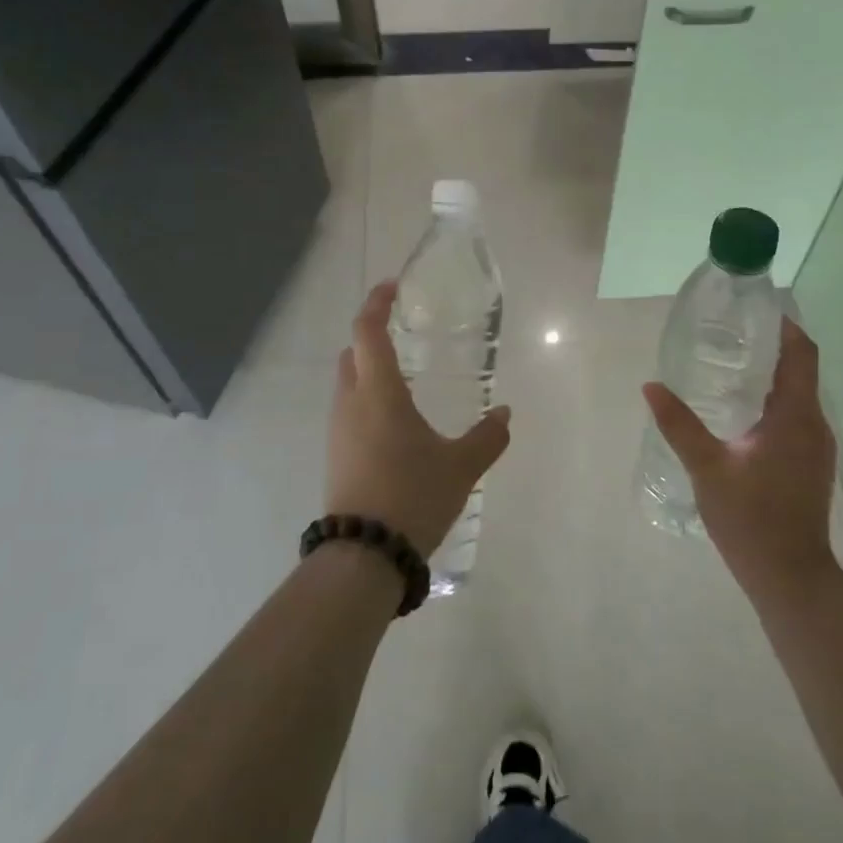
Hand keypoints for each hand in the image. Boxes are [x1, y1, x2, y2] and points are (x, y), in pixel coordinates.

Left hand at [326, 281, 511, 556]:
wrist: (365, 555)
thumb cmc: (413, 495)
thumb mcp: (461, 466)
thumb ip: (488, 436)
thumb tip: (506, 413)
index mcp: (379, 393)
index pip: (367, 332)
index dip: (376, 303)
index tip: (392, 287)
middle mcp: (351, 404)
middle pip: (352, 354)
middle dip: (371, 337)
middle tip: (402, 335)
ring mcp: (338, 432)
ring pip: (348, 385)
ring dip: (369, 373)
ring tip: (405, 382)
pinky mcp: (336, 457)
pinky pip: (349, 413)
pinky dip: (367, 402)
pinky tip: (395, 424)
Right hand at [642, 316, 839, 602]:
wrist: (790, 577)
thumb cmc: (751, 519)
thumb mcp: (708, 468)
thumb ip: (679, 425)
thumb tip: (651, 386)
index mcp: (796, 417)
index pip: (802, 354)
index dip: (785, 327)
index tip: (757, 310)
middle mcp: (814, 425)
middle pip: (800, 371)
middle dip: (771, 348)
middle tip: (729, 335)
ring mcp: (815, 447)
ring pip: (798, 397)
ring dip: (771, 377)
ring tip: (730, 367)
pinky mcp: (809, 465)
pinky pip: (794, 419)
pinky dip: (772, 403)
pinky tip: (740, 414)